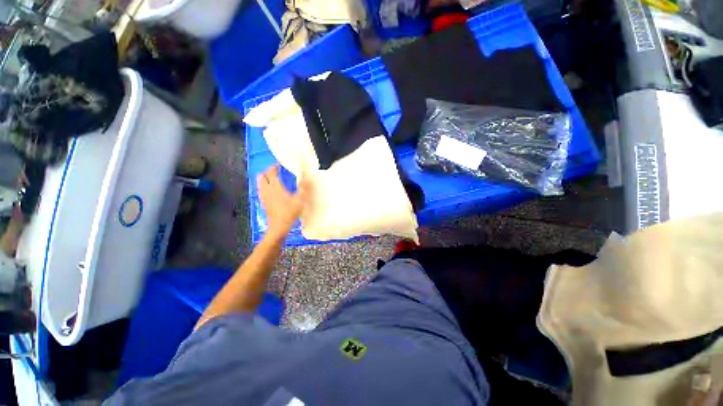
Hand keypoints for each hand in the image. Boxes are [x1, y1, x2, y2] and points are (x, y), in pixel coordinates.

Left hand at [257, 165, 306, 239]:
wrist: (278, 227)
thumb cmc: (289, 213)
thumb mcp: (300, 200)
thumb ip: (303, 187)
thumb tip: (307, 176)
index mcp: (275, 186)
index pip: (271, 172)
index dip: (275, 166)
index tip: (280, 163)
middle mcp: (266, 189)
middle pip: (261, 176)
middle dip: (267, 171)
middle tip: (276, 171)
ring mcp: (263, 196)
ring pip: (259, 183)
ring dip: (265, 179)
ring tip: (274, 179)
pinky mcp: (263, 202)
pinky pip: (261, 190)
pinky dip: (265, 186)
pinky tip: (272, 190)